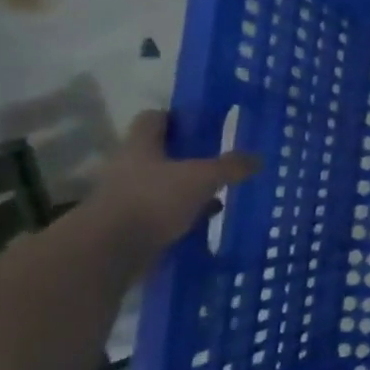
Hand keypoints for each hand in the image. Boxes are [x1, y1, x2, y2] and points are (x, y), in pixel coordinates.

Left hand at [88, 110, 260, 256]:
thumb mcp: (202, 178)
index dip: (177, 118)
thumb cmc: (154, 199)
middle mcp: (128, 167)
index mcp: (140, 146)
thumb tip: (258, 159)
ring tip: (217, 195)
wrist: (110, 250)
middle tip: (217, 162)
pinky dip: (182, 216)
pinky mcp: (130, 225)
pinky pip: (162, 214)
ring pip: (162, 186)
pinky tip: (204, 222)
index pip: (154, 119)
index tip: (202, 126)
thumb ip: (230, 167)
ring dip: (186, 190)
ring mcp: (126, 198)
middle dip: (188, 158)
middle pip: (160, 154)